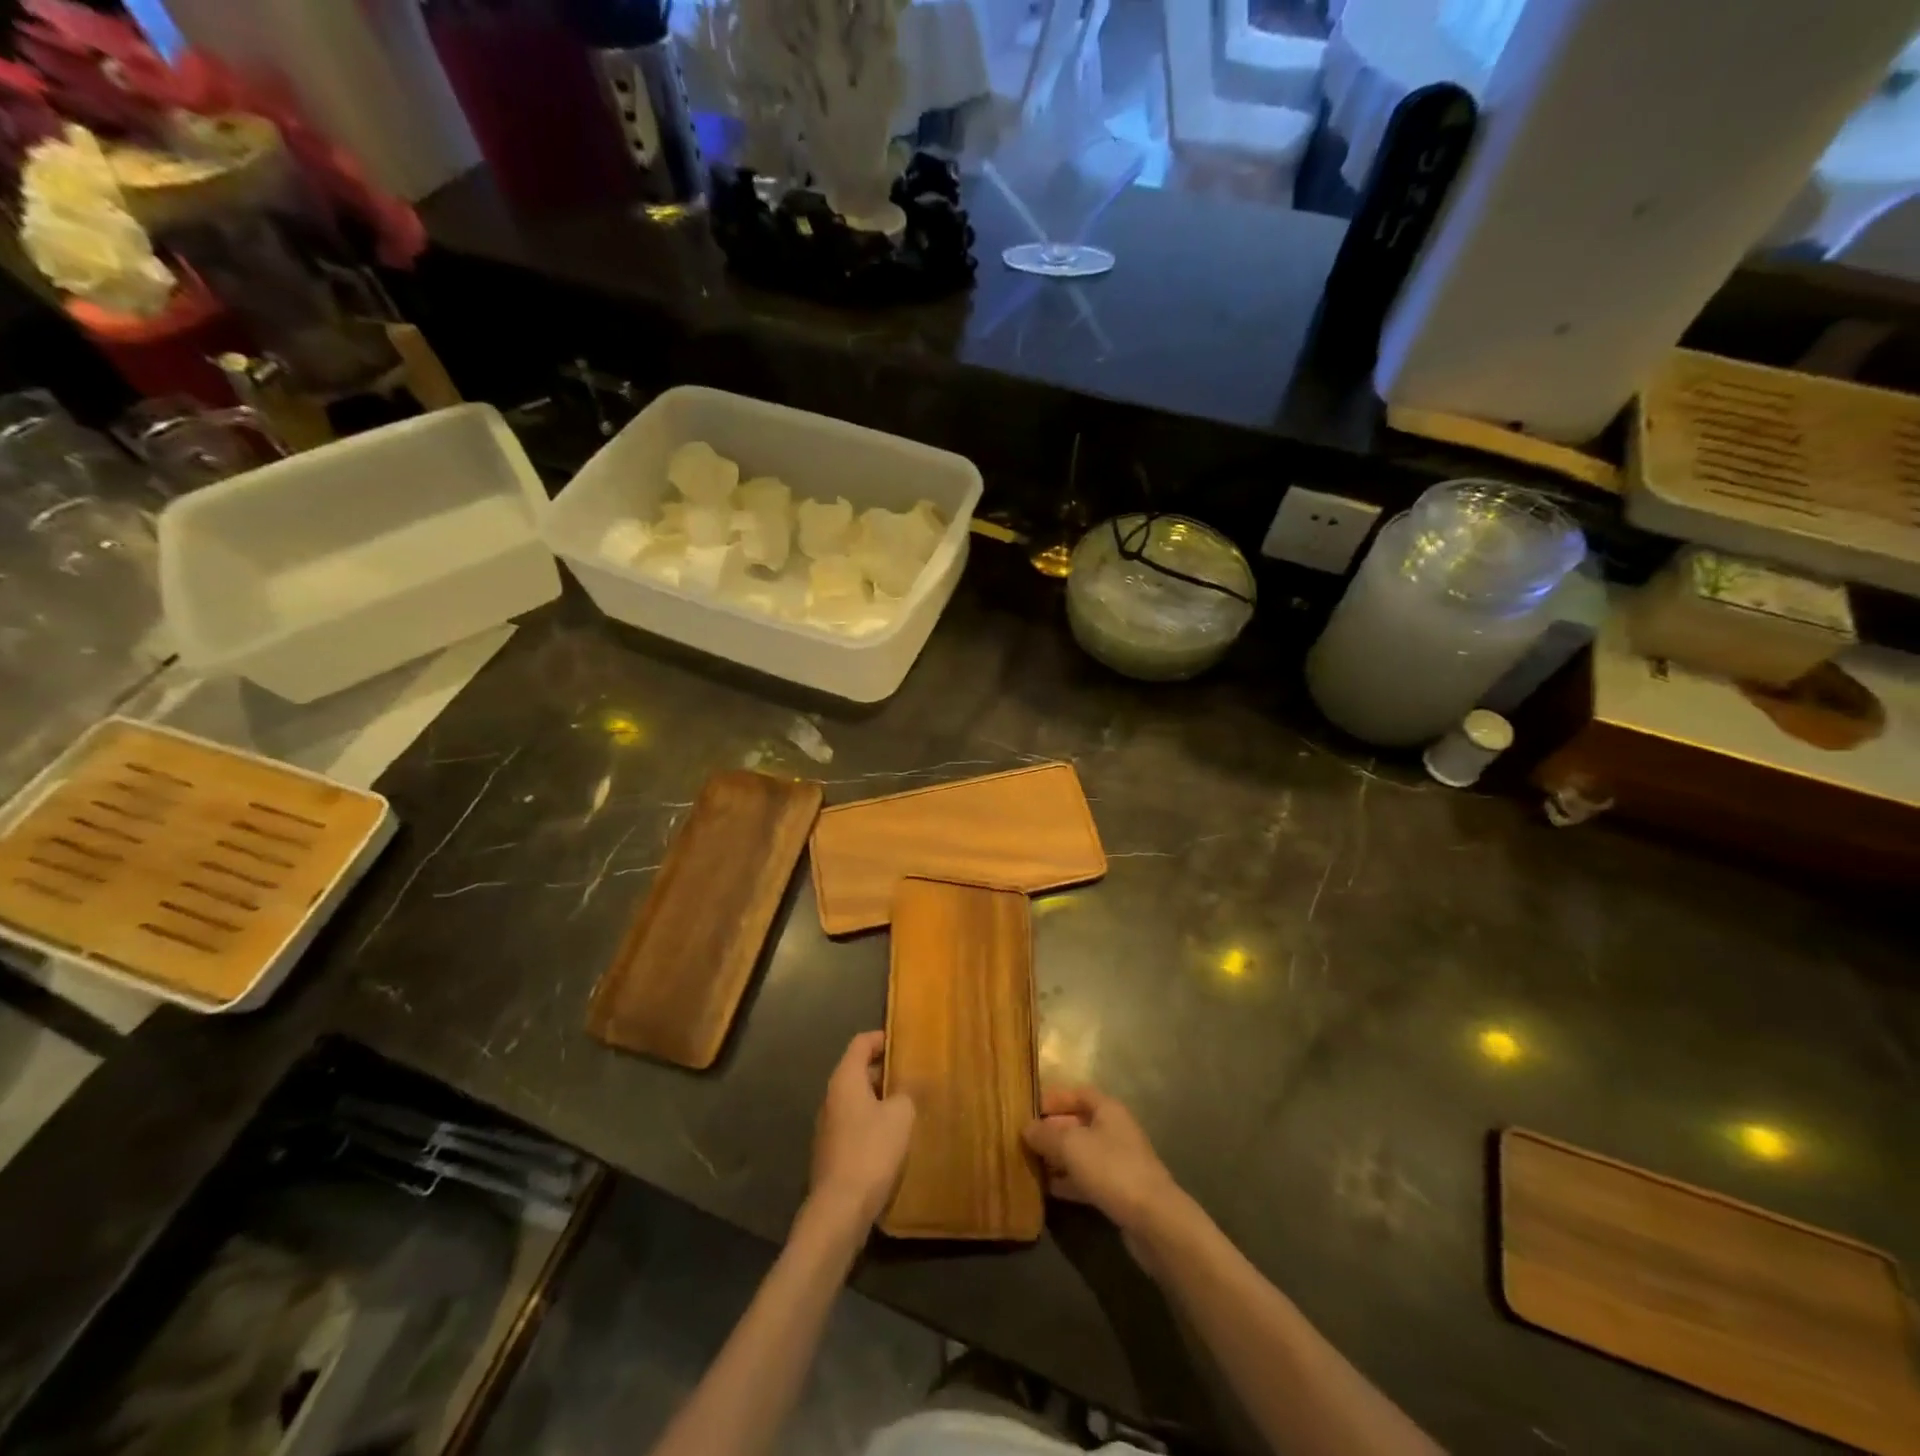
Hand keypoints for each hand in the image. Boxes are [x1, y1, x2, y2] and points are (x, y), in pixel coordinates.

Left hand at [809, 1031, 914, 1231]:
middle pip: (858, 1070)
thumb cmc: (871, 1151)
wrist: (840, 1209)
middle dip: (885, 1070)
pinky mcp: (832, 1151)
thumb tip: (907, 1088)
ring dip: (881, 1099)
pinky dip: (873, 1122)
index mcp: (845, 1079)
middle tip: (914, 1074)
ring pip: (857, 1100)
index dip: (883, 1038)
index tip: (905, 1042)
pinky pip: (855, 1124)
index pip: (861, 1043)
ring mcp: (829, 1126)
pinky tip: (894, 1138)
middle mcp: (832, 1097)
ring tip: (909, 1105)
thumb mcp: (900, 1115)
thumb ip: (906, 1093)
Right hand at [1023, 1086, 1182, 1239]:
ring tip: (1030, 1164)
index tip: (1030, 1108)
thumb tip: (1027, 1128)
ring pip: (1082, 1153)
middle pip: (1079, 1123)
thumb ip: (1046, 1135)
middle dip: (1052, 1130)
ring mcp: (1119, 1163)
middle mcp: (1115, 1131)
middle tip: (1024, 1140)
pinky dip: (1069, 1181)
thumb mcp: (1071, 1145)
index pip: (1079, 1093)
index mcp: (1108, 1110)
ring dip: (1058, 1158)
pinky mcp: (1119, 1192)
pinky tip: (1048, 1190)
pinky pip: (1088, 1179)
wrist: (1154, 1220)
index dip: (1055, 1098)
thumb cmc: (1112, 1169)